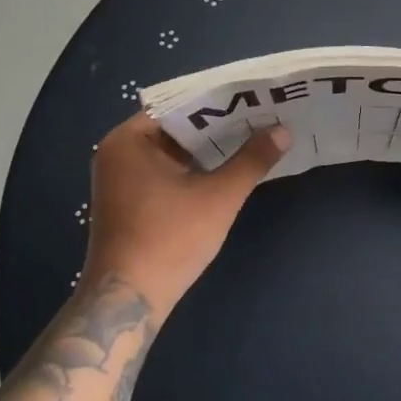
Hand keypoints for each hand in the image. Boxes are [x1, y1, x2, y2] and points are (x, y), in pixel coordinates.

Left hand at [83, 113, 289, 315]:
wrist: (128, 300)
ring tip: (251, 138)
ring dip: (207, 149)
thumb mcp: (219, 196)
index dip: (217, 102)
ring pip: (172, 152)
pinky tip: (226, 170)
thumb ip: (252, 160)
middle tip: (259, 117)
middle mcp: (118, 152)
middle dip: (217, 126)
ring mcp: (119, 179)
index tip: (252, 99)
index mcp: (129, 140)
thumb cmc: (170, 239)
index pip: (178, 105)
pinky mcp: (127, 201)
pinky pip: (164, 172)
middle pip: (175, 127)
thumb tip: (283, 130)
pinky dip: (192, 169)